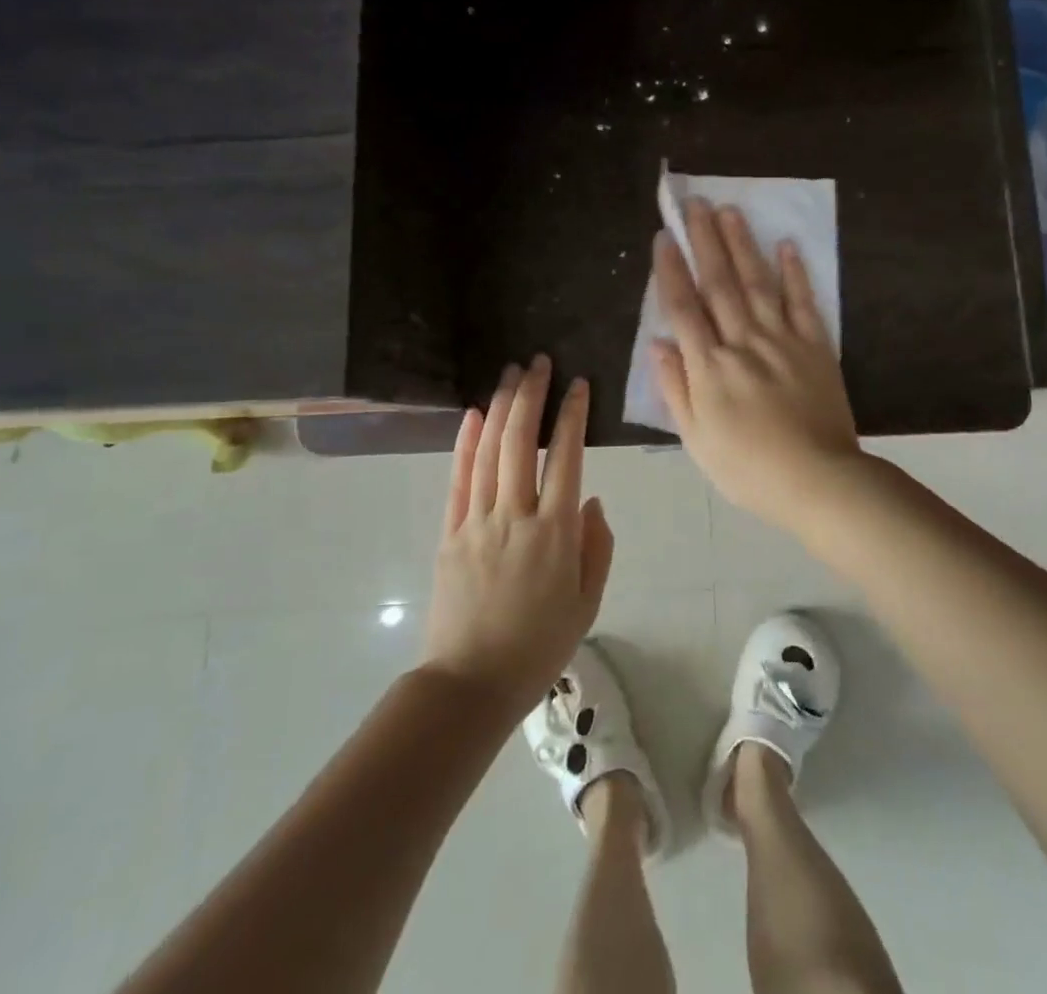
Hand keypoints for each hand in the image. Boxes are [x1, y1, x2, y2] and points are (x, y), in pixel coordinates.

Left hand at [423, 357, 613, 717]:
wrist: (471, 684)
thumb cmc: (539, 646)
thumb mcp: (587, 603)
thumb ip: (596, 546)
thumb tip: (592, 498)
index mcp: (556, 533)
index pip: (566, 457)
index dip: (572, 416)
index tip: (577, 384)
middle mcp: (516, 516)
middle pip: (522, 442)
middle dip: (532, 395)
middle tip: (538, 361)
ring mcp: (477, 522)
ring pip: (489, 451)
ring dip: (501, 407)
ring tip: (510, 373)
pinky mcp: (449, 533)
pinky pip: (458, 480)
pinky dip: (465, 443)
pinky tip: (473, 414)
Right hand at [651, 199, 862, 526]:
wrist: (818, 480)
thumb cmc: (748, 468)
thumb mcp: (697, 439)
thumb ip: (675, 389)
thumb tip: (656, 343)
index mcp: (710, 367)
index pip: (684, 308)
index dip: (671, 270)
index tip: (663, 237)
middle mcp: (743, 342)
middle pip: (720, 283)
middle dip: (705, 241)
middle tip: (695, 205)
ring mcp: (782, 340)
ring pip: (758, 283)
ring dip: (743, 245)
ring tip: (730, 210)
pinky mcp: (816, 346)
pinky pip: (803, 302)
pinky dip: (796, 273)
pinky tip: (787, 246)